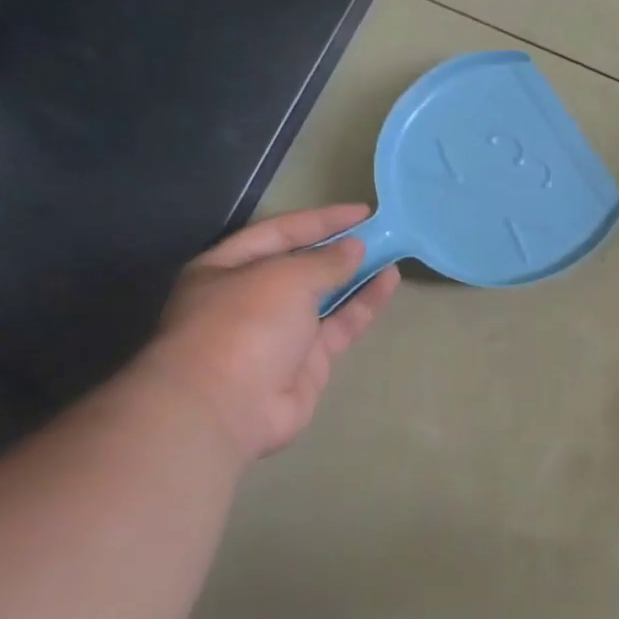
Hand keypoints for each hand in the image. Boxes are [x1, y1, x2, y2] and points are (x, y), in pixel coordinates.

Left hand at [138, 205, 399, 461]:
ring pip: (325, 295)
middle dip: (339, 248)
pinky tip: (389, 283)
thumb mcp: (284, 279)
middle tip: (381, 232)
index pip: (279, 232)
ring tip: (392, 253)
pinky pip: (340, 324)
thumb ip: (324, 261)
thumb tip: (355, 248)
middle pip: (301, 265)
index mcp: (226, 268)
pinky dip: (363, 304)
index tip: (362, 212)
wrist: (227, 407)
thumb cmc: (243, 325)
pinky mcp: (308, 360)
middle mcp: (251, 297)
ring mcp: (280, 331)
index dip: (320, 220)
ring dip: (356, 274)